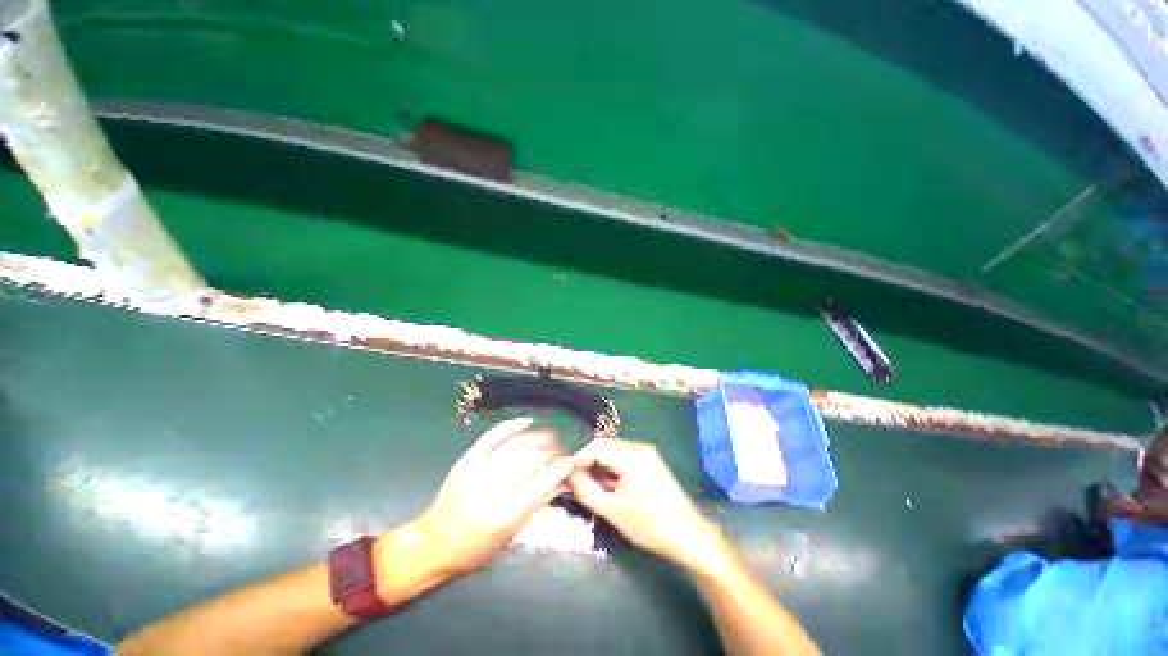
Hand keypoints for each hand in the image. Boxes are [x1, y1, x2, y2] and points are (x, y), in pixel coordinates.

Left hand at [418, 417, 574, 573]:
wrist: (434, 542)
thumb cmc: (476, 548)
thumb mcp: (510, 534)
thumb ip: (537, 505)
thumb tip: (562, 482)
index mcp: (502, 515)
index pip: (539, 484)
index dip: (558, 469)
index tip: (571, 461)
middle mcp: (489, 489)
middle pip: (528, 461)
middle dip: (550, 452)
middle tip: (562, 450)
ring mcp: (475, 471)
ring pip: (514, 446)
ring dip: (537, 438)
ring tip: (551, 436)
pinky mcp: (466, 460)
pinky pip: (492, 436)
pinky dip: (511, 426)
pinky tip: (526, 422)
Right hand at [568, 438, 725, 571]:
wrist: (688, 535)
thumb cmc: (650, 525)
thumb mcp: (613, 511)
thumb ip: (587, 491)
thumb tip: (570, 476)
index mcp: (631, 457)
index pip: (597, 447)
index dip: (579, 459)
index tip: (568, 476)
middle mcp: (639, 448)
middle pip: (605, 446)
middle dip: (589, 462)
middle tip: (578, 484)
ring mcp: (647, 453)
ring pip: (614, 451)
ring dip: (600, 465)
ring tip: (594, 488)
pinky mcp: (650, 461)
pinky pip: (624, 457)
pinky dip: (613, 467)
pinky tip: (611, 486)